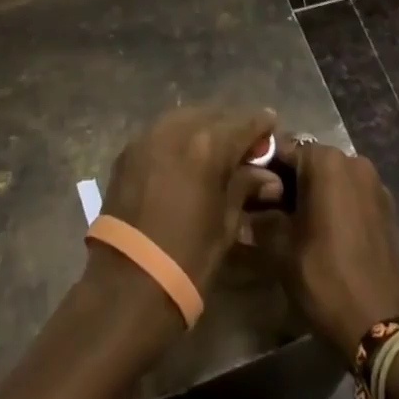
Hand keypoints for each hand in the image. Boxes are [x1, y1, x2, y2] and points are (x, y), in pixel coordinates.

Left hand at [98, 105, 282, 291]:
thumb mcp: (226, 224)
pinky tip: (184, 158)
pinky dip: (179, 138)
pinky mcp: (130, 148)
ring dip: (204, 128)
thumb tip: (269, 177)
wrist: (126, 285)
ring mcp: (150, 134)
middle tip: (245, 146)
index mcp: (209, 144)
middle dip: (232, 126)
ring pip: (187, 117)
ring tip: (215, 151)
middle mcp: (179, 127)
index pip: (244, 122)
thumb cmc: (187, 259)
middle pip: (215, 114)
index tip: (272, 128)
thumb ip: (245, 188)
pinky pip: (162, 131)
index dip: (262, 125)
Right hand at [254, 143, 398, 354]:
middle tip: (270, 213)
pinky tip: (326, 234)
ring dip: (314, 193)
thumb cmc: (325, 279)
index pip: (283, 151)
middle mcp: (353, 161)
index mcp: (326, 161)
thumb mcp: (282, 250)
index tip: (250, 193)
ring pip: (332, 178)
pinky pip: (352, 194)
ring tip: (297, 225)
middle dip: (289, 183)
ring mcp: (375, 184)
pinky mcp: (387, 208)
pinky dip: (337, 204)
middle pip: (310, 162)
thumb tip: (246, 210)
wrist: (381, 328)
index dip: (264, 170)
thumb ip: (262, 219)